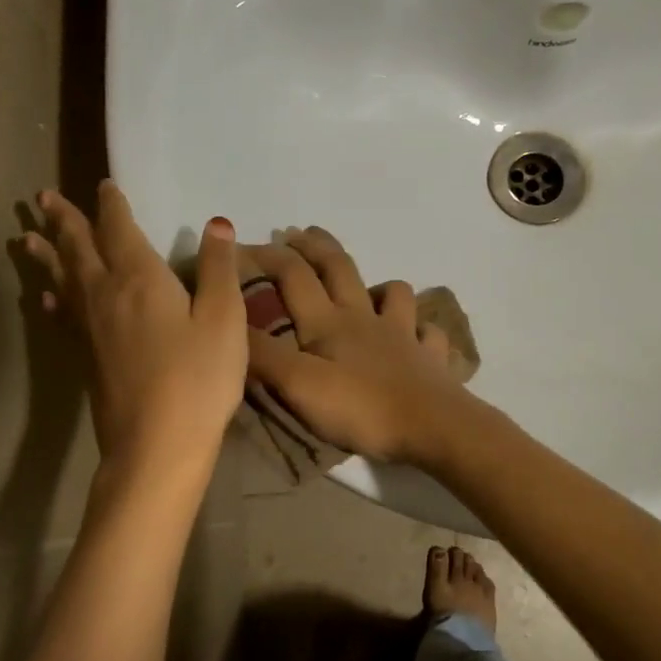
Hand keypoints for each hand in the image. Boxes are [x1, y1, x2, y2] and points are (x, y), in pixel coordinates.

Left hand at [24, 182, 245, 469]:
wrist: (156, 444)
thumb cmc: (199, 378)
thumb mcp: (224, 319)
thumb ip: (219, 268)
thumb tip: (216, 222)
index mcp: (140, 279)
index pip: (119, 229)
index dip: (112, 205)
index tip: (103, 185)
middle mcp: (106, 294)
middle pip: (79, 248)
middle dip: (64, 220)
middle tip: (41, 197)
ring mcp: (90, 328)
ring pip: (63, 279)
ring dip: (47, 254)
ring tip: (26, 236)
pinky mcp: (85, 357)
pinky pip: (63, 315)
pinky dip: (54, 299)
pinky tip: (47, 299)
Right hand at [246, 227, 475, 464]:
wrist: (433, 427)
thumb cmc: (362, 407)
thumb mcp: (298, 385)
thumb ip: (262, 356)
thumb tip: (227, 324)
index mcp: (329, 321)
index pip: (293, 275)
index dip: (267, 256)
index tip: (243, 247)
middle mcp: (365, 317)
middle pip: (339, 268)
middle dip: (316, 246)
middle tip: (299, 233)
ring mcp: (403, 334)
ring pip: (392, 293)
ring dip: (376, 284)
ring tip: (365, 289)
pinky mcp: (429, 357)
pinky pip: (427, 332)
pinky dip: (420, 327)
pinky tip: (416, 334)